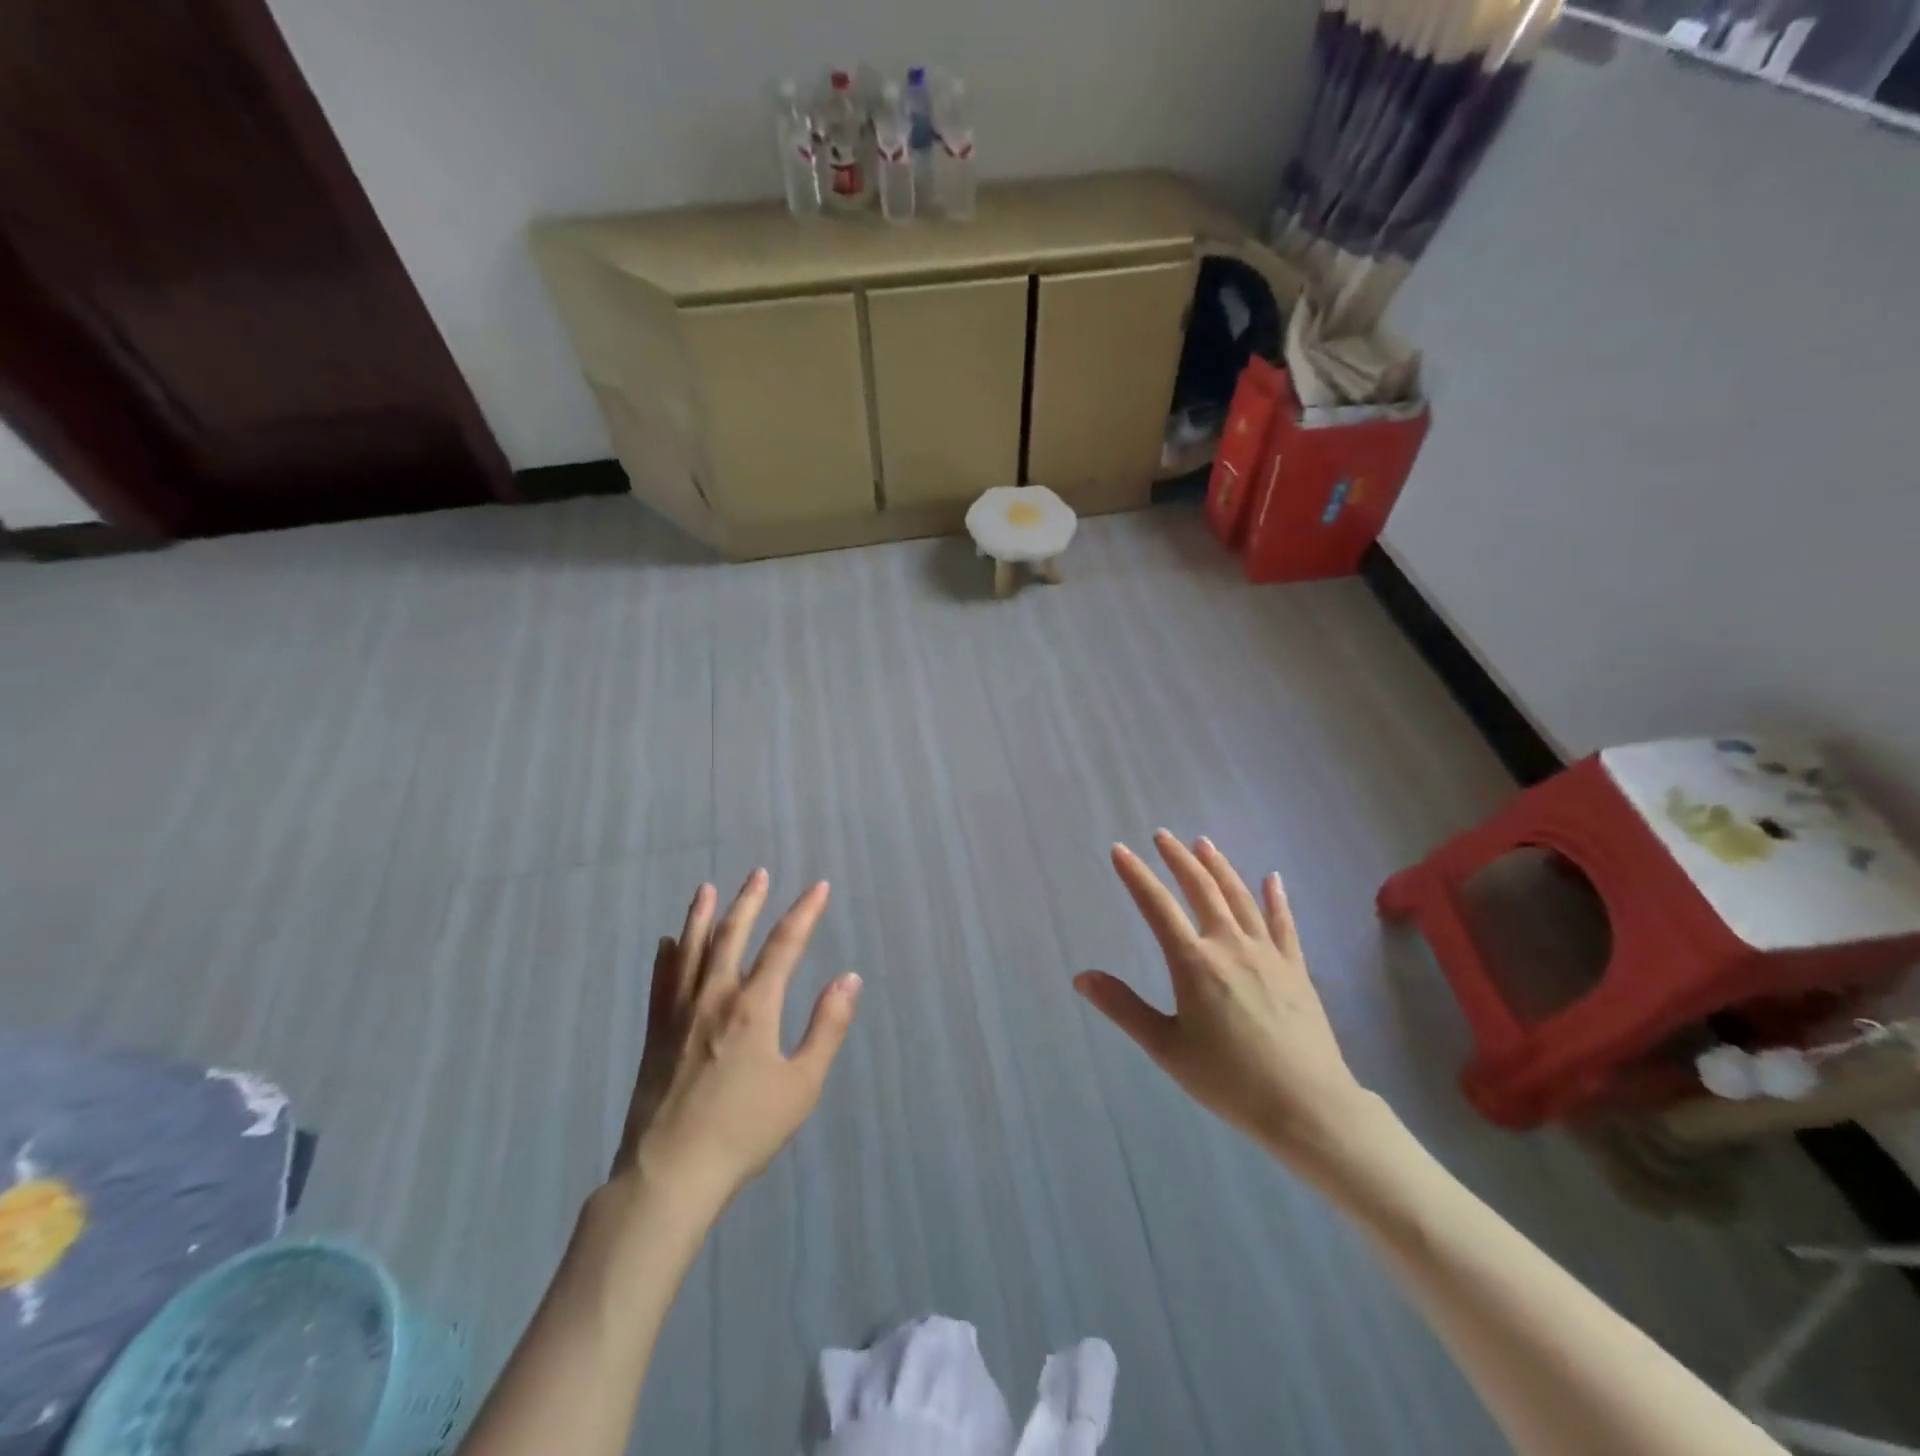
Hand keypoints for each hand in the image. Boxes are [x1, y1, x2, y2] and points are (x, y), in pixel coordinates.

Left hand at [613, 871, 861, 1213]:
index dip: (804, 912)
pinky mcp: (655, 1034)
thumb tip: (848, 979)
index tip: (818, 887)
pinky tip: (666, 942)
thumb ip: (827, 1028)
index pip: (784, 945)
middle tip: (758, 873)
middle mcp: (715, 997)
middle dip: (749, 901)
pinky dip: (666, 957)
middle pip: (732, 936)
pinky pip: (660, 983)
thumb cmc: (745, 1131)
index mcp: (754, 1007)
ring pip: (690, 951)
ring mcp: (679, 1014)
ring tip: (707, 889)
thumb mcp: (801, 1084)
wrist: (671, 1174)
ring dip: (702, 916)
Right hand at [1075, 832, 1373, 1170]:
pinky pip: (1284, 923)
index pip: (1157, 907)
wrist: (1308, 1107)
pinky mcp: (1296, 969)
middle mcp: (1230, 945)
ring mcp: (1267, 954)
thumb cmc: (1229, 1081)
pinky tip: (1272, 878)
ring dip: (1219, 867)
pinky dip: (1276, 898)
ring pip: (1240, 897)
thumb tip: (1081, 977)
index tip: (1120, 850)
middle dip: (1178, 859)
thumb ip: (1124, 1008)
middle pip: (1201, 889)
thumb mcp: (1166, 1048)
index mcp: (1194, 963)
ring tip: (1203, 843)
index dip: (1136, 875)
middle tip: (1162, 836)